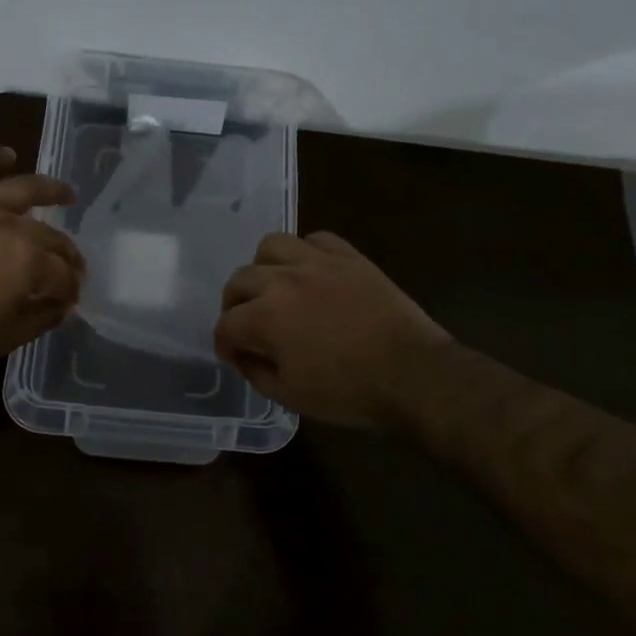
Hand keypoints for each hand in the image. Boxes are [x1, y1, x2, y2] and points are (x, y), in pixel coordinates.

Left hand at [0, 144, 83, 369]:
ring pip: (22, 189)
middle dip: (67, 254)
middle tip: (72, 266)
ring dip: (50, 190)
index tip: (70, 300)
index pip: (64, 274)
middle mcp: (10, 226)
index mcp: (28, 262)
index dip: (71, 289)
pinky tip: (6, 154)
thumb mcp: (3, 338)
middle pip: (51, 236)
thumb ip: (40, 318)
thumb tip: (62, 305)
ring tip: (65, 194)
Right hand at [214, 232, 450, 427]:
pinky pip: (316, 239)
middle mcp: (283, 280)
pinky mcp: (348, 256)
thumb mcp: (291, 396)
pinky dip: (306, 252)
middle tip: (248, 324)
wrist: (412, 373)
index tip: (234, 357)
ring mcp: (317, 262)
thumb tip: (244, 355)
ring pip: (272, 246)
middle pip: (240, 280)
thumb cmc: (348, 392)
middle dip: (235, 305)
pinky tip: (312, 272)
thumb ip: (256, 372)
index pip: (226, 325)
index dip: (224, 344)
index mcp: (265, 318)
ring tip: (276, 287)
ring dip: (265, 267)